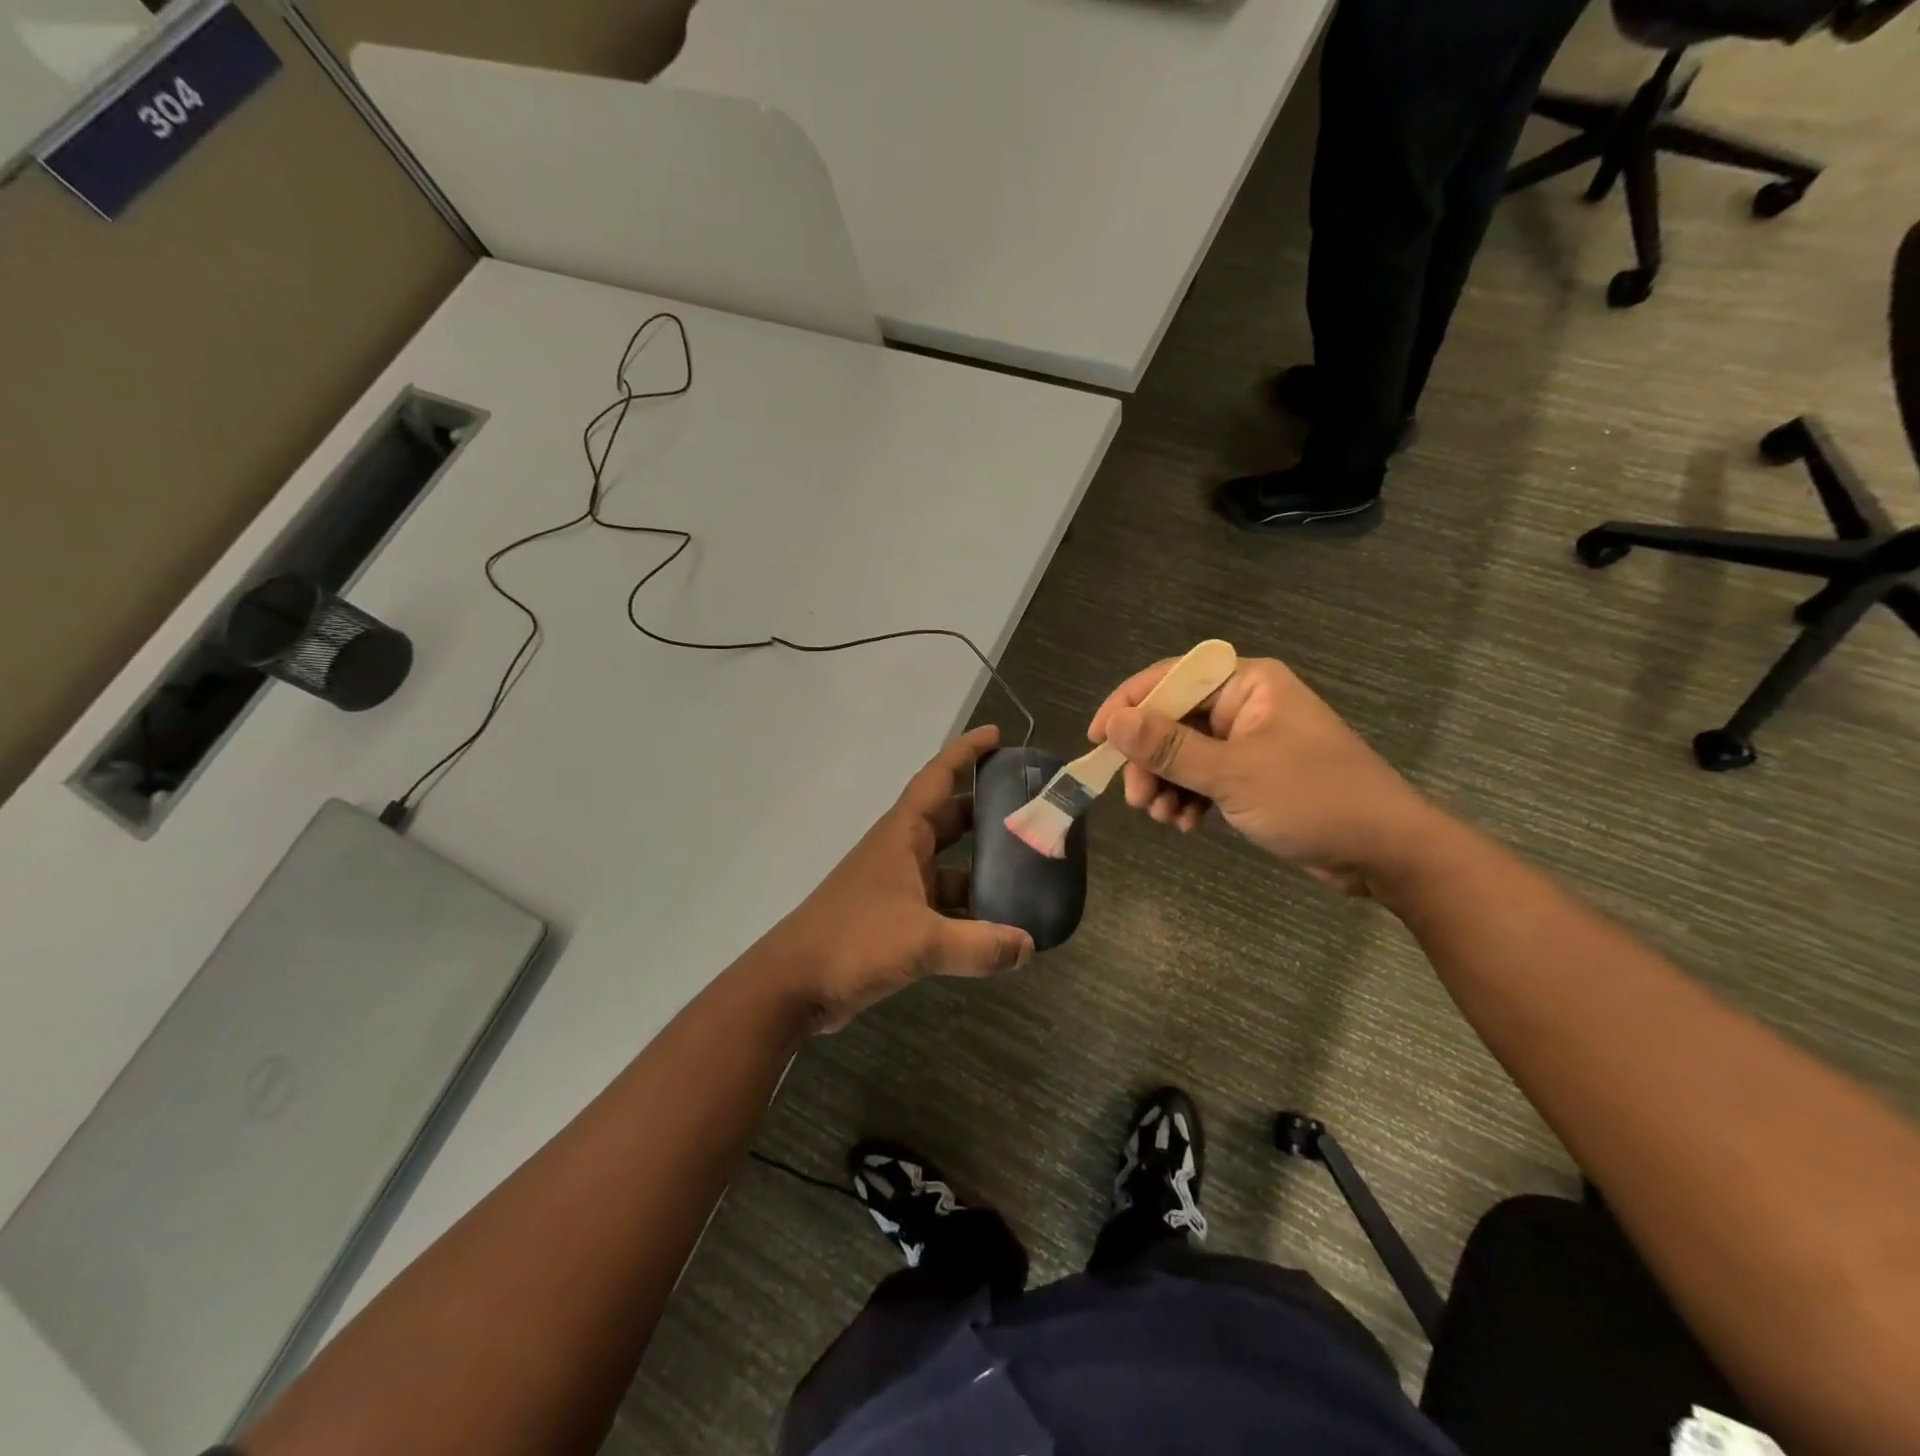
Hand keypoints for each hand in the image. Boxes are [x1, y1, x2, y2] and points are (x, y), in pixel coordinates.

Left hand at [759, 725, 1034, 1030]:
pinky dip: (968, 909)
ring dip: (982, 867)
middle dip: (986, 812)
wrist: (794, 984)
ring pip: (949, 865)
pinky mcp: (895, 920)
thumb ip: (979, 945)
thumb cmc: (854, 941)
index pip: (937, 779)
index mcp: (902, 836)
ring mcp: (896, 887)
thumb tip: (1028, 947)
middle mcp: (900, 852)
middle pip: (949, 820)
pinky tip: (998, 926)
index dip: (965, 753)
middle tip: (1029, 811)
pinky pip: (941, 903)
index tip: (996, 735)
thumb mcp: (922, 941)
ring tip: (1028, 872)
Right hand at [1088, 657, 1437, 895]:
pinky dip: (1189, 797)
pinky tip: (1187, 825)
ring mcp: (1249, 741)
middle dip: (1150, 761)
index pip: (1170, 679)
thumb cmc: (1314, 799)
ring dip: (1166, 784)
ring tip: (1164, 818)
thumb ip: (1170, 747)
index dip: (1128, 706)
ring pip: (1184, 753)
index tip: (1097, 741)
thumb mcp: (1234, 773)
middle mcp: (1244, 704)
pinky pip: (1203, 776)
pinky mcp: (1253, 774)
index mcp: (1246, 684)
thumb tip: (1114, 723)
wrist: (1386, 852)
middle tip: (1137, 801)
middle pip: (1172, 720)